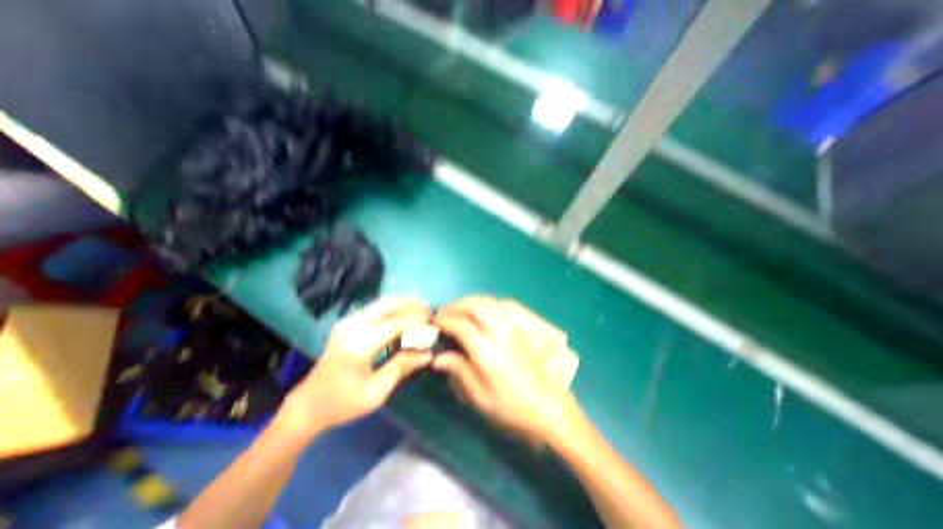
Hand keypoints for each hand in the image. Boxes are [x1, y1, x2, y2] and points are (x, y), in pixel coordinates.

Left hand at [274, 297, 432, 437]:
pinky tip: (405, 319)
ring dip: (403, 305)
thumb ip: (402, 367)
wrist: (308, 405)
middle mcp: (352, 326)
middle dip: (412, 305)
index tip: (435, 324)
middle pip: (388, 303)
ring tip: (422, 313)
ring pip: (382, 303)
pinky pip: (376, 310)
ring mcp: (348, 322)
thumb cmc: (342, 403)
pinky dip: (393, 311)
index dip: (417, 321)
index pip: (395, 323)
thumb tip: (429, 353)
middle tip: (430, 312)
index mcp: (359, 344)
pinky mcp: (348, 323)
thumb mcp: (376, 392)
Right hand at [430, 297, 579, 441]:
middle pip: (476, 306)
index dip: (445, 320)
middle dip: (456, 305)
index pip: (462, 326)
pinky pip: (502, 305)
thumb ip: (459, 372)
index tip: (434, 321)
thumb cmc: (511, 407)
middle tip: (444, 312)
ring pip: (489, 302)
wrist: (548, 406)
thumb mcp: (480, 397)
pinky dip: (486, 302)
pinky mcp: (522, 327)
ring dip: (470, 301)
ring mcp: (514, 328)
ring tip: (459, 308)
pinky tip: (482, 309)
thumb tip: (437, 357)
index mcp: (488, 353)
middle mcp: (501, 333)